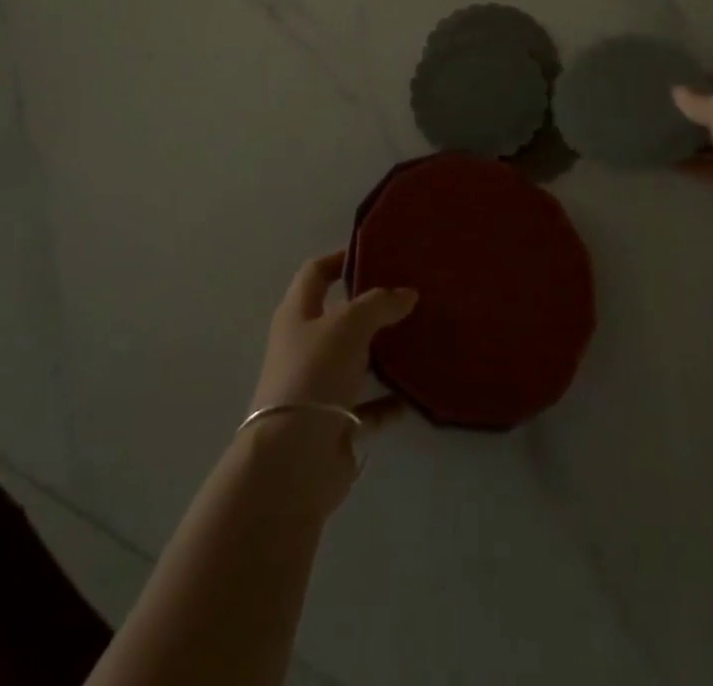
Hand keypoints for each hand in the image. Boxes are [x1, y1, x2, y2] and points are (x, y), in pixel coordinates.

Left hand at [250, 250, 417, 431]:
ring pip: (355, 360)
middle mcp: (304, 346)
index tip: (375, 252)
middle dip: (371, 306)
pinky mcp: (335, 424)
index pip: (316, 273)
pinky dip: (388, 401)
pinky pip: (368, 406)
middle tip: (409, 295)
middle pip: (339, 316)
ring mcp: (319, 386)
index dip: (340, 258)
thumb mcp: (348, 325)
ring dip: (383, 353)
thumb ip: (378, 304)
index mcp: (297, 315)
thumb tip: (407, 293)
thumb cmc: (314, 374)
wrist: (293, 460)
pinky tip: (413, 394)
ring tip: (419, 338)